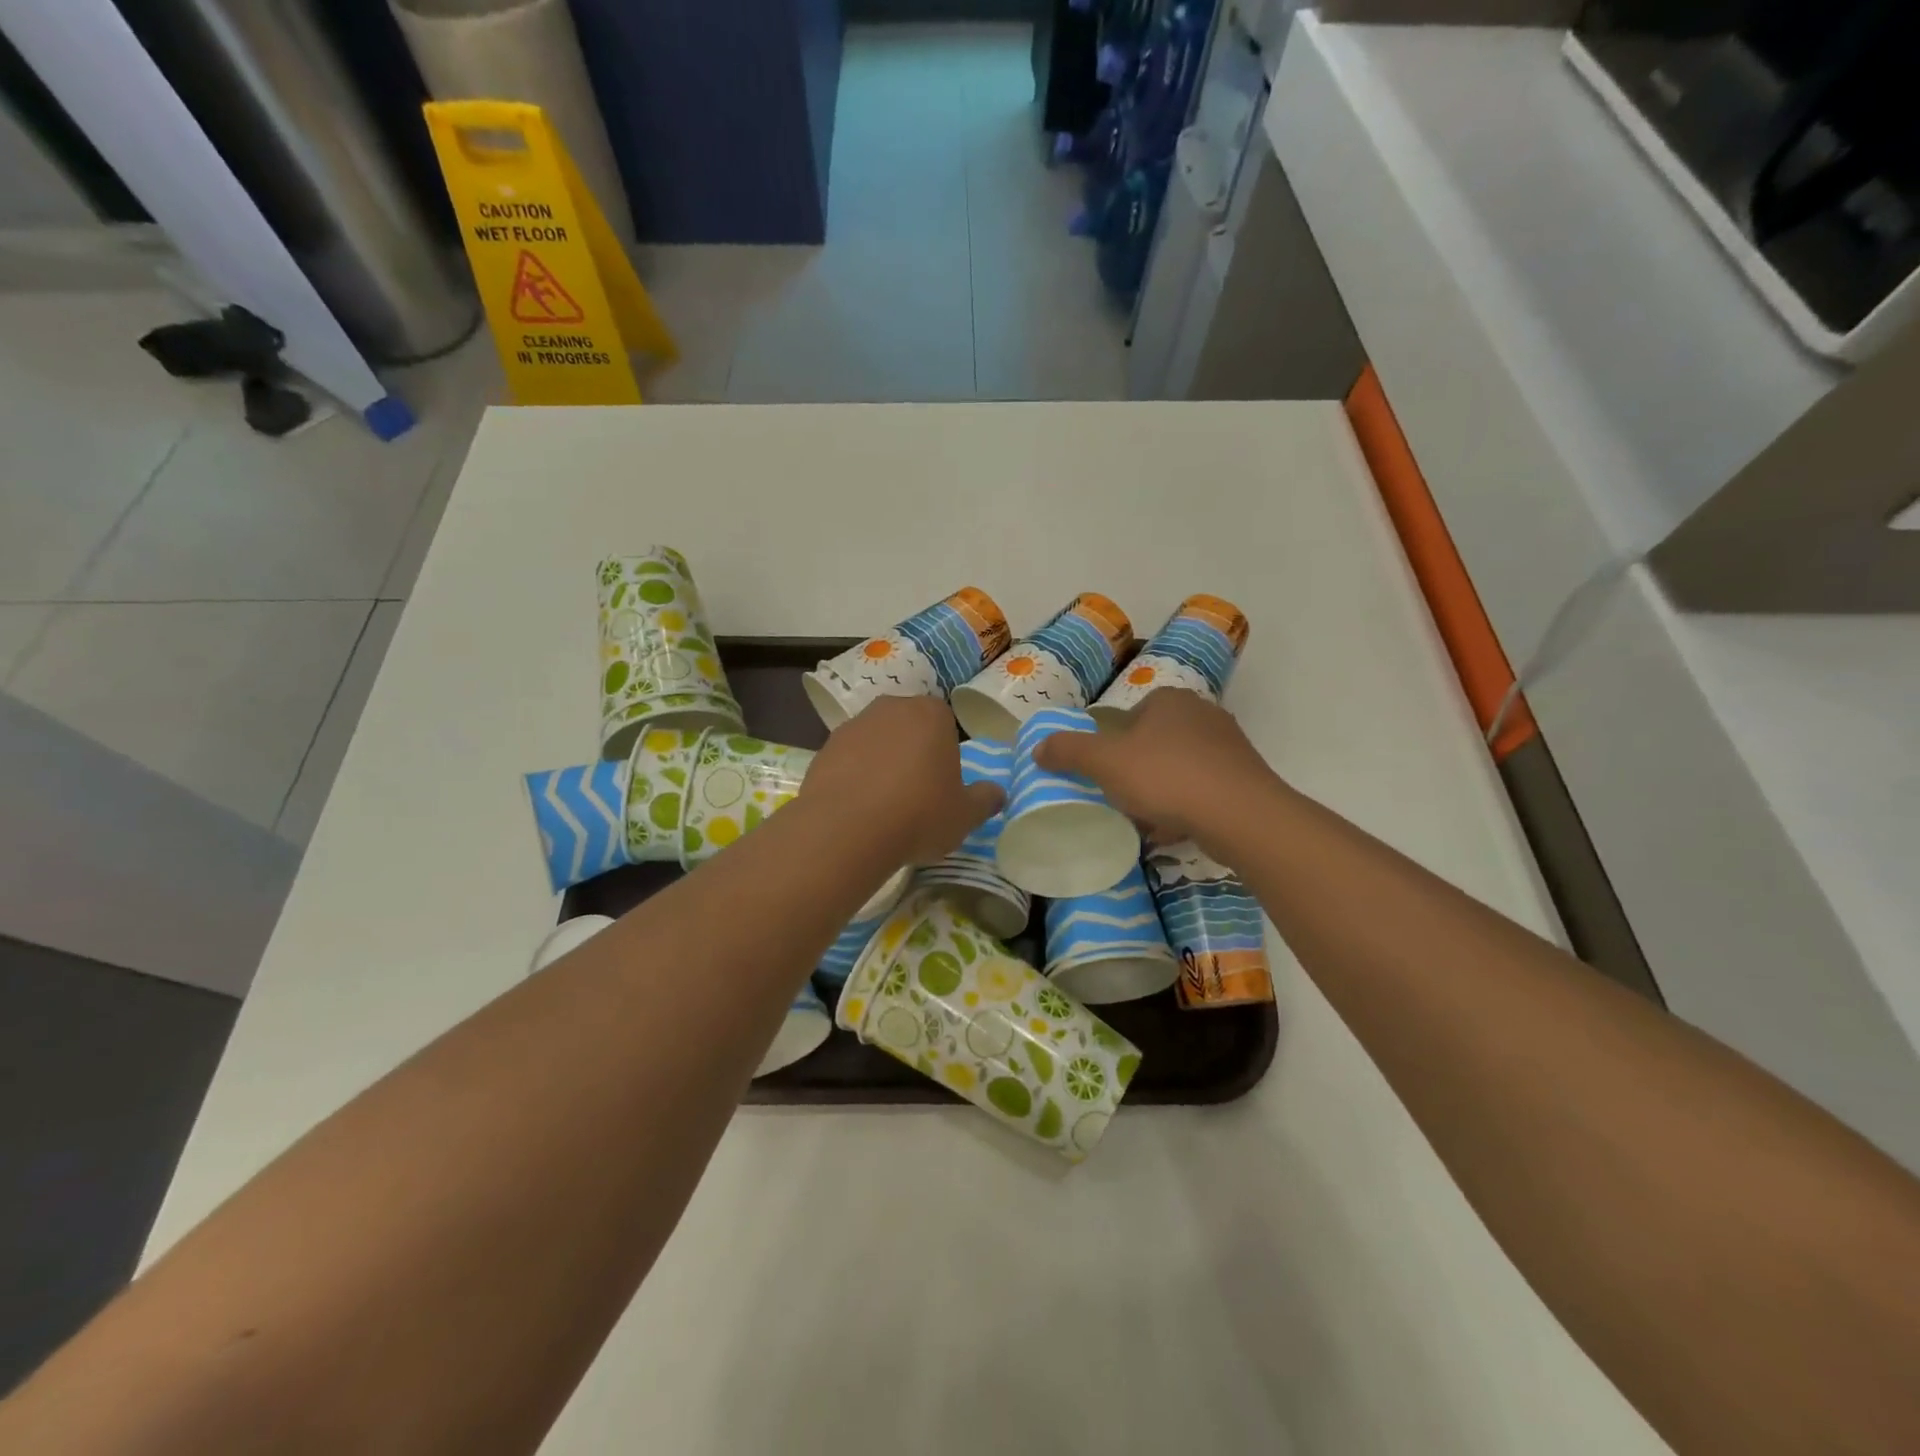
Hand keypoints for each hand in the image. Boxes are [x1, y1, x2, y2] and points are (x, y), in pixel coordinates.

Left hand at [803, 696, 1003, 865]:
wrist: (847, 829)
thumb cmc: (919, 814)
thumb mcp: (965, 815)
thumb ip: (985, 800)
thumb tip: (997, 793)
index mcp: (931, 714)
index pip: (945, 721)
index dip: (945, 751)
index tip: (943, 781)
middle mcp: (891, 708)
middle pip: (908, 726)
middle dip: (912, 751)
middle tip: (916, 791)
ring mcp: (853, 725)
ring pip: (876, 740)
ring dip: (881, 762)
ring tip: (884, 803)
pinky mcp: (824, 748)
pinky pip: (848, 759)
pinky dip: (854, 776)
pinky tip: (857, 808)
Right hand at [1034, 690, 1281, 854]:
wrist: (1240, 815)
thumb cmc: (1167, 777)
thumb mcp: (1106, 762)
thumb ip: (1069, 751)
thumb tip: (1038, 747)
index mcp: (1168, 700)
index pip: (1128, 718)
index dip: (1113, 749)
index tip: (1107, 778)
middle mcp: (1202, 713)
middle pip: (1153, 744)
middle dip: (1137, 773)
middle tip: (1123, 801)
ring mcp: (1228, 745)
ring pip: (1179, 769)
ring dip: (1161, 793)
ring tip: (1148, 821)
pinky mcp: (1244, 777)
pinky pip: (1203, 790)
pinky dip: (1186, 807)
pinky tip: (1175, 830)